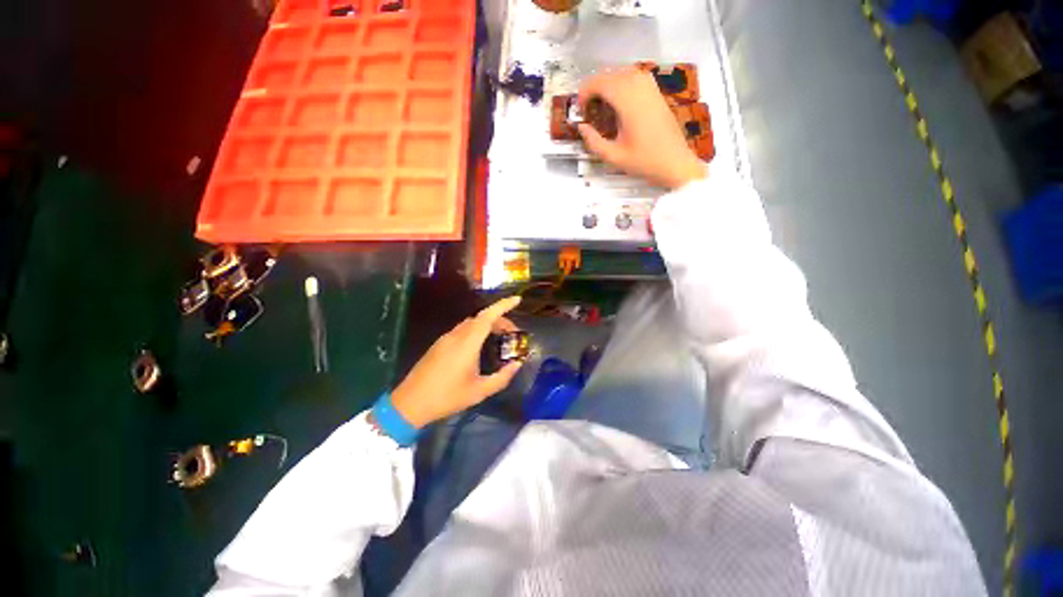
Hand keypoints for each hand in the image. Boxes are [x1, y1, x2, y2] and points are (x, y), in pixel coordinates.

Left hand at [391, 297, 523, 427]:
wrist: (410, 404)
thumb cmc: (447, 398)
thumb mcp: (479, 392)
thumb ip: (502, 377)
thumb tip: (517, 364)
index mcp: (467, 344)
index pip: (487, 317)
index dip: (503, 306)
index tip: (517, 300)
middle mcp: (456, 336)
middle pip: (481, 318)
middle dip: (499, 319)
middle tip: (513, 332)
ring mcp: (445, 339)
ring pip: (471, 323)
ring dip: (487, 324)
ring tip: (499, 337)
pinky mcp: (439, 344)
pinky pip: (462, 330)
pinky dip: (476, 330)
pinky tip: (480, 345)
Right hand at [577, 68, 707, 188]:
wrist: (675, 162)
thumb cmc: (644, 162)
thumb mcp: (614, 157)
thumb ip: (594, 142)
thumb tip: (582, 127)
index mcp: (628, 102)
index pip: (601, 83)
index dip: (585, 93)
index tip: (580, 110)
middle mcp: (640, 87)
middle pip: (610, 74)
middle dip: (594, 88)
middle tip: (587, 109)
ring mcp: (651, 87)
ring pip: (622, 72)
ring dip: (607, 84)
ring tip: (600, 105)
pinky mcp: (656, 92)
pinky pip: (635, 77)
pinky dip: (621, 83)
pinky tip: (618, 102)